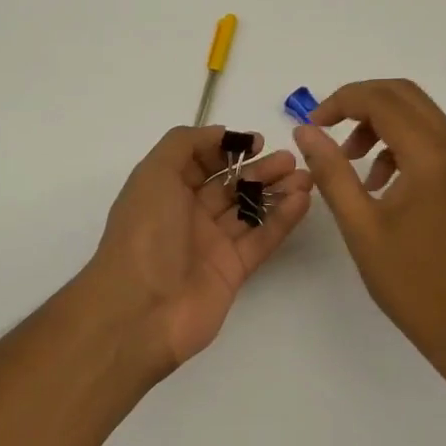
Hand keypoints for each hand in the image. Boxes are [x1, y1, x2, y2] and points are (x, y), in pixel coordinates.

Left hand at [84, 126, 311, 368]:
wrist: (140, 310)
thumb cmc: (145, 233)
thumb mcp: (154, 174)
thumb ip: (184, 144)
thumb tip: (220, 134)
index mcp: (165, 191)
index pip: (200, 162)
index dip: (227, 149)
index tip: (257, 142)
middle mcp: (188, 214)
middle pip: (230, 185)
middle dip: (260, 169)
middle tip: (290, 160)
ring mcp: (212, 244)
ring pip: (250, 210)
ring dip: (277, 191)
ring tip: (305, 177)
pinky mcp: (233, 270)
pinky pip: (261, 238)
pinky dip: (282, 219)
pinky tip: (302, 200)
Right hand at [293, 80, 445, 354]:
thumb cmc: (411, 281)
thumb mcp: (360, 225)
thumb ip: (332, 171)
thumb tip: (305, 131)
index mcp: (431, 155)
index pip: (382, 99)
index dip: (340, 102)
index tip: (311, 125)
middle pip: (403, 94)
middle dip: (359, 103)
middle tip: (326, 130)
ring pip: (417, 114)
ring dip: (378, 123)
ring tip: (350, 162)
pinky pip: (429, 138)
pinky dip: (397, 143)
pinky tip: (377, 182)